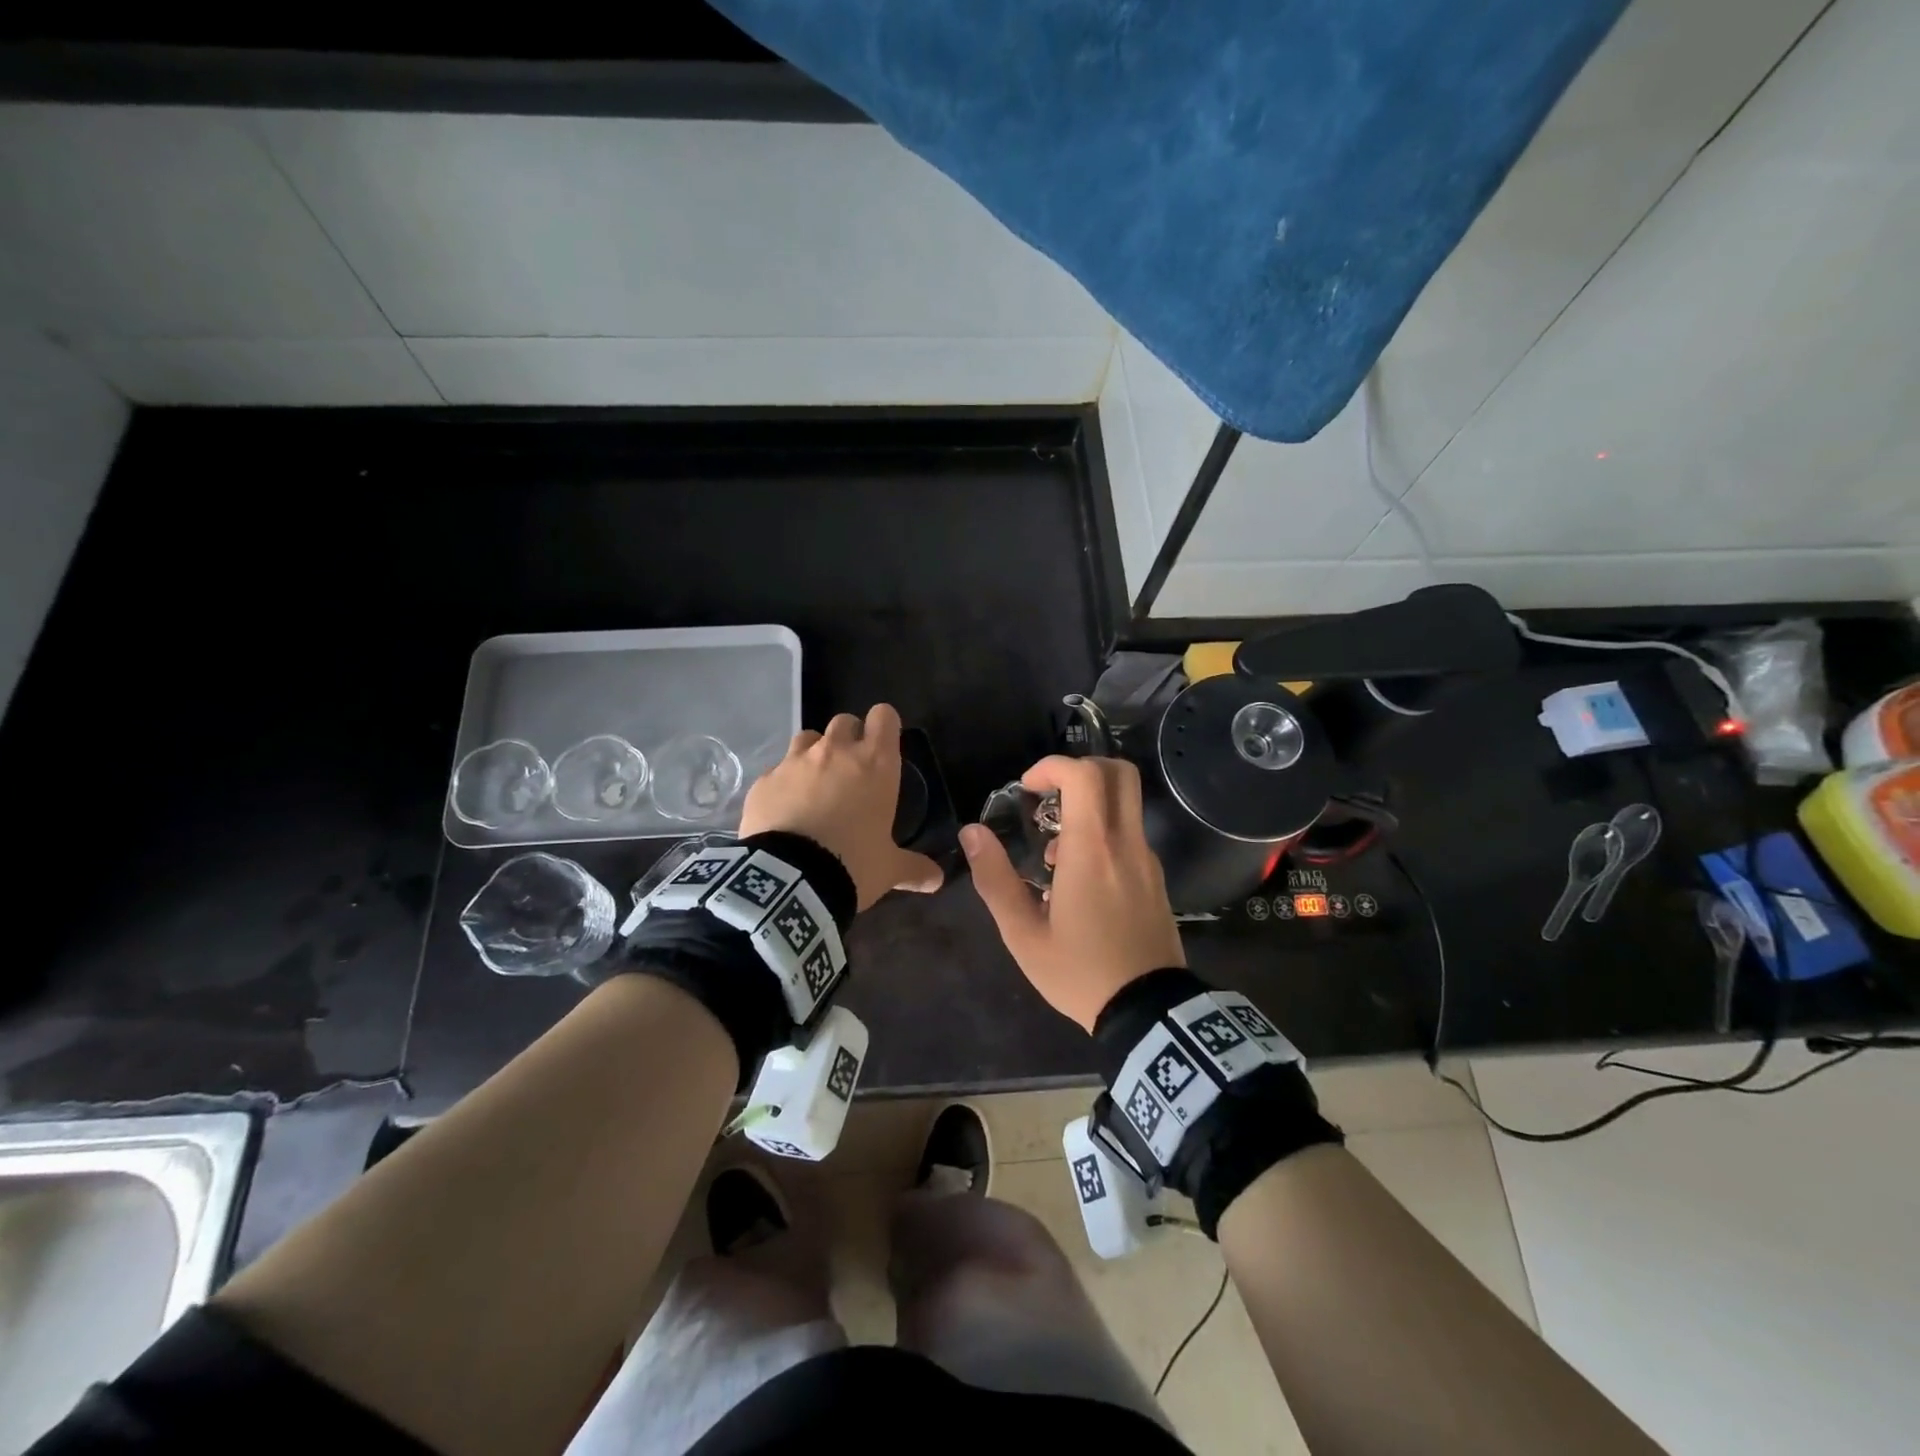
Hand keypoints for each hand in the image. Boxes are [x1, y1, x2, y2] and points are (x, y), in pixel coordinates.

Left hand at [738, 703, 943, 910]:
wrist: (790, 881)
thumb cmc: (852, 865)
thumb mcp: (889, 869)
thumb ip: (914, 868)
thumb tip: (937, 879)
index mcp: (875, 764)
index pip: (884, 716)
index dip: (884, 725)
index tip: (884, 744)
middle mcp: (835, 752)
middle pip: (845, 722)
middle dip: (849, 738)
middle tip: (851, 769)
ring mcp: (795, 762)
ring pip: (807, 738)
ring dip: (814, 753)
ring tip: (815, 783)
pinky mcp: (764, 780)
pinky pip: (777, 771)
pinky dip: (784, 783)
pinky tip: (784, 809)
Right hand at [961, 755, 1184, 1030]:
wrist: (1147, 1011)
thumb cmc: (1079, 971)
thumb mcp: (1023, 933)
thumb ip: (995, 878)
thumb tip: (972, 832)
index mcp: (1092, 849)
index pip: (1084, 775)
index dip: (1053, 766)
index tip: (1028, 788)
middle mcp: (1126, 843)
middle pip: (1119, 772)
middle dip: (1080, 769)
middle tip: (1048, 796)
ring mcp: (1147, 859)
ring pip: (1126, 802)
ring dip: (1090, 805)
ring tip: (1053, 854)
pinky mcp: (1156, 877)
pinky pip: (1130, 833)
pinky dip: (1103, 832)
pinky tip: (1078, 878)